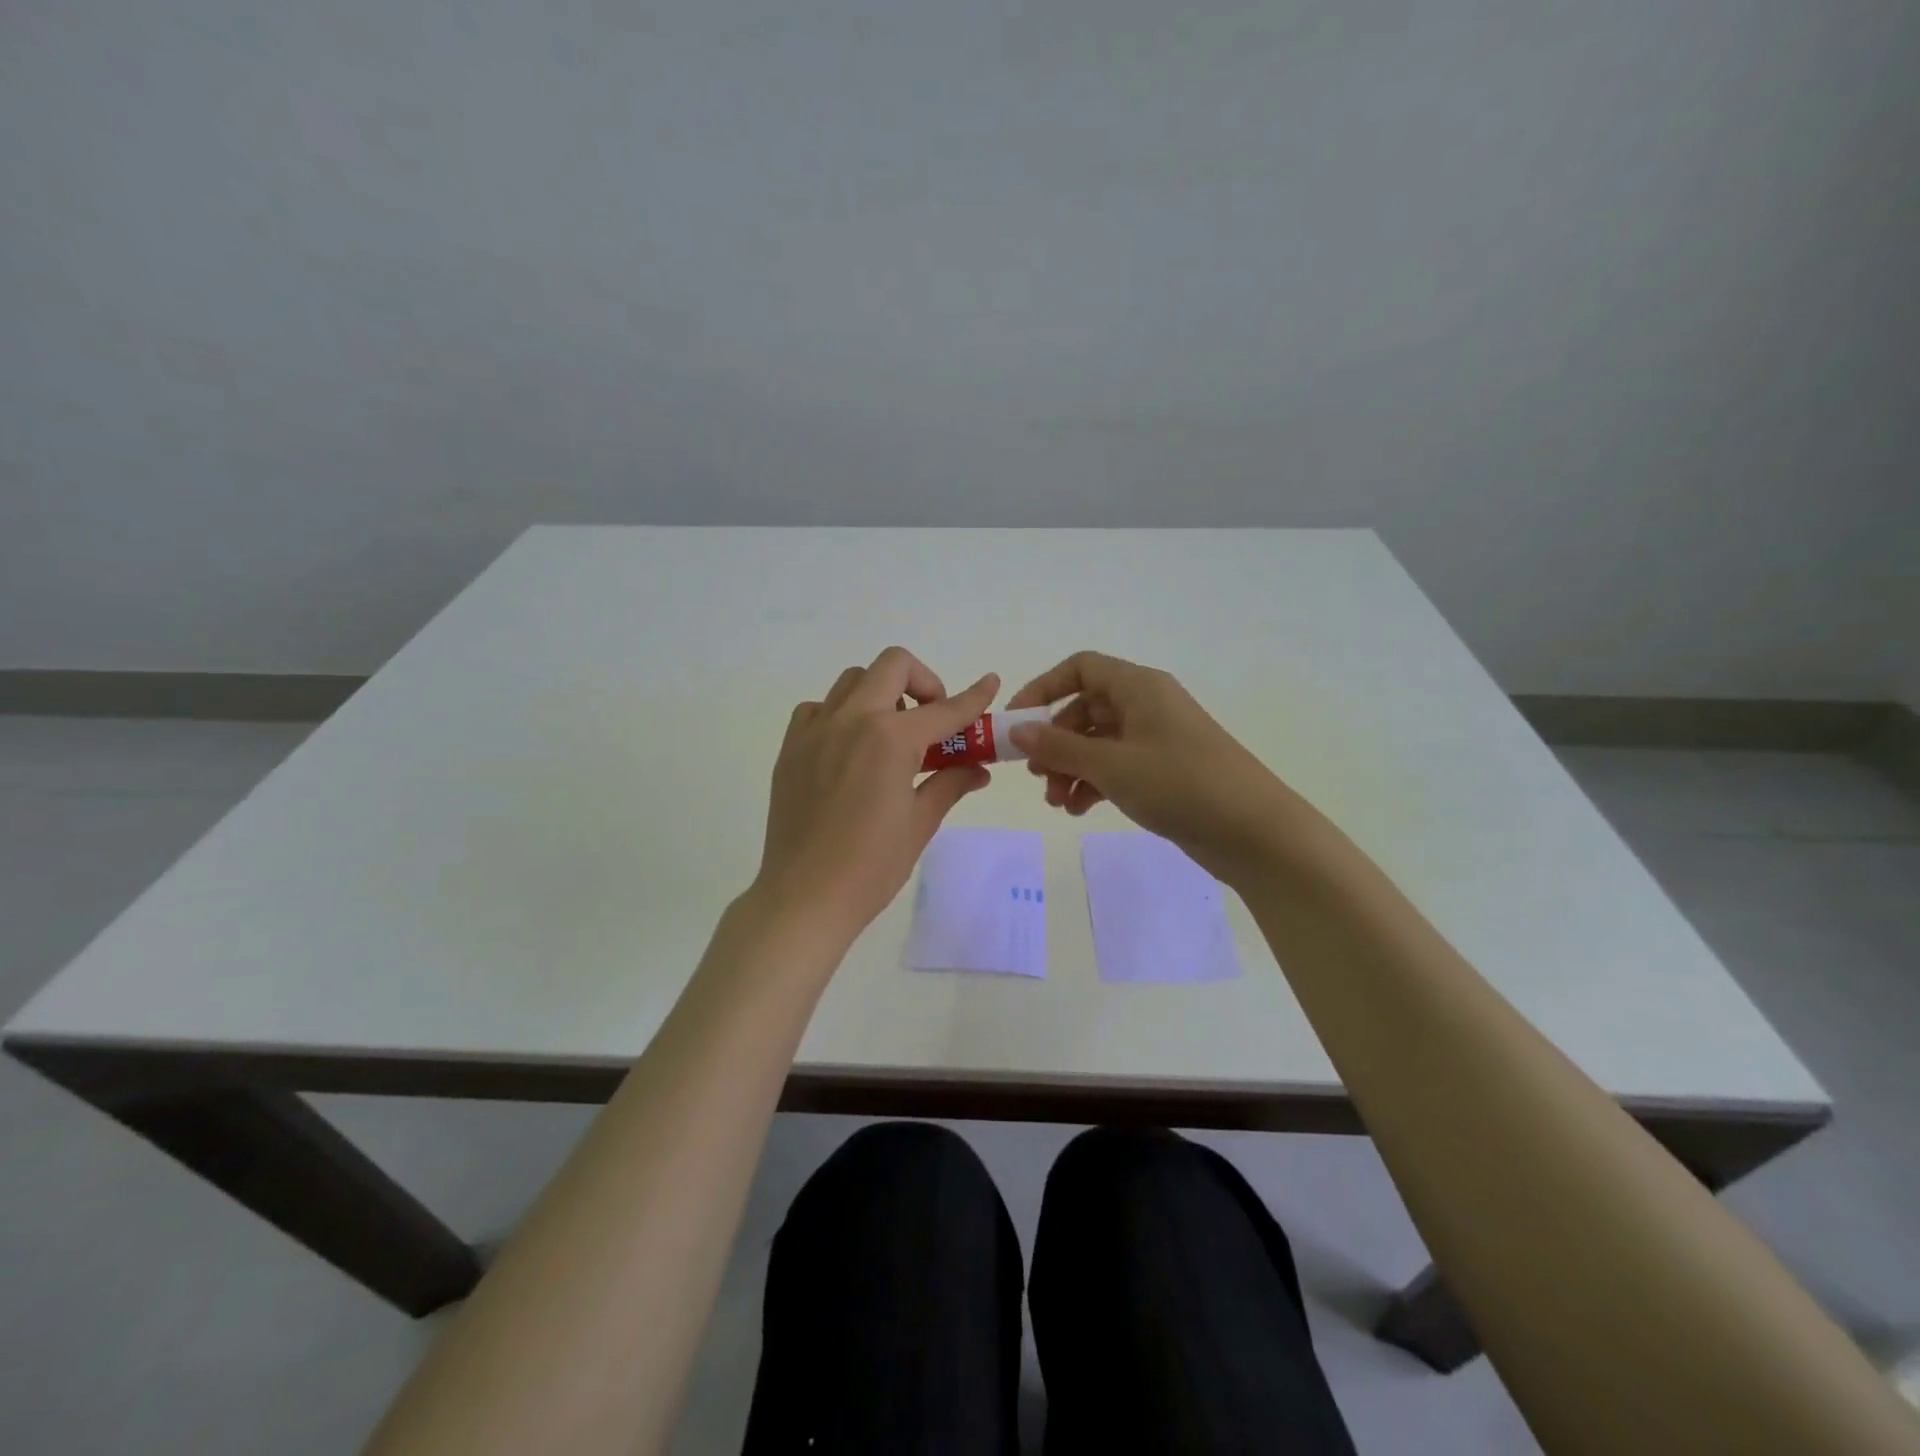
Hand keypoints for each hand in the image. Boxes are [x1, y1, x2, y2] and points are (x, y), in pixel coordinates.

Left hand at [755, 647, 998, 945]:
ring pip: (853, 680)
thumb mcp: (920, 824)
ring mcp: (815, 731)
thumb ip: (949, 784)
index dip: (973, 697)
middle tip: (932, 719)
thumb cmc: (871, 867)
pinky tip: (849, 749)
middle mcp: (851, 720)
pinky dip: (841, 714)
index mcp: (890, 739)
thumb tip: (978, 769)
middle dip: (924, 682)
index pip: (944, 710)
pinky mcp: (791, 748)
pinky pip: (819, 708)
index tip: (990, 684)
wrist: (805, 898)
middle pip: (893, 665)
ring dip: (882, 694)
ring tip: (891, 735)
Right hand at [1006, 651, 1289, 881]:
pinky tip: (1080, 810)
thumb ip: (1059, 748)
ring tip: (1058, 803)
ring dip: (1071, 768)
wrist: (1253, 831)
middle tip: (1037, 775)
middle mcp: (1147, 705)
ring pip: (1098, 742)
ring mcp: (1157, 739)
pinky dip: (1094, 783)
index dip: (1043, 689)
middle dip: (1055, 742)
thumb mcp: (1111, 765)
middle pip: (1085, 709)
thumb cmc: (1180, 784)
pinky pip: (1116, 766)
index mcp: (1138, 687)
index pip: (1080, 669)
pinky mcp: (1164, 771)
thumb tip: (1016, 731)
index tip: (1016, 723)